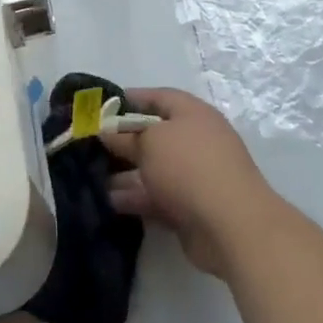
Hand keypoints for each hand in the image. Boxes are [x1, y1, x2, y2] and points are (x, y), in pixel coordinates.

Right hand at [100, 87, 278, 277]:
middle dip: (123, 141)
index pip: (158, 97)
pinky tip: (108, 202)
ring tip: (92, 177)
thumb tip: (107, 132)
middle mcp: (195, 140)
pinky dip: (136, 198)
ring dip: (125, 173)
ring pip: (154, 169)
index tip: (100, 108)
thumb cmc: (189, 167)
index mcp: (192, 113)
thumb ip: (126, 137)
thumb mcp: (150, 143)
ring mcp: (195, 176)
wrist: (232, 225)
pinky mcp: (191, 208)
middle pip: (154, 135)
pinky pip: (157, 197)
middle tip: (90, 147)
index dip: (129, 100)